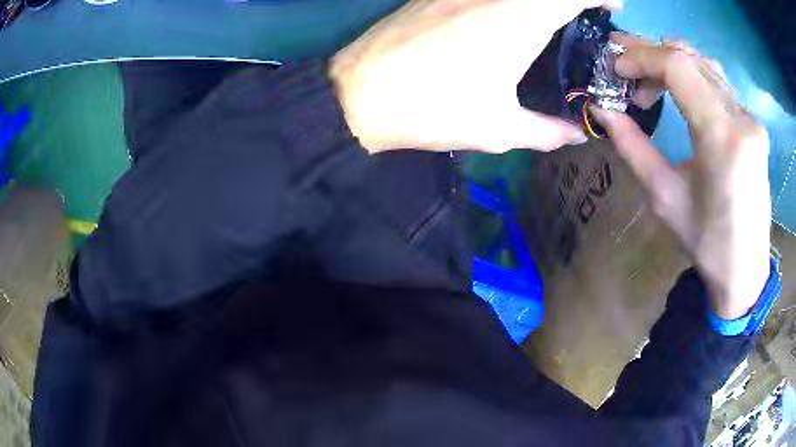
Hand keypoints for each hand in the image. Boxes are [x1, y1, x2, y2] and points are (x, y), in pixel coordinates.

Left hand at [329, 0, 621, 153]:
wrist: (357, 95)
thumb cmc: (430, 110)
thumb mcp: (497, 129)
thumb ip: (546, 131)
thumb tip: (576, 135)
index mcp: (515, 19)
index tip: (614, 5)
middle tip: (585, 15)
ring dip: (540, 0)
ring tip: (552, 18)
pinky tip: (509, 14)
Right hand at [590, 33, 770, 319]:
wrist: (745, 270)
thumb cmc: (706, 244)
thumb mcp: (665, 198)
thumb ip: (633, 147)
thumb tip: (601, 110)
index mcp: (722, 139)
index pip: (678, 67)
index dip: (641, 57)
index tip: (615, 68)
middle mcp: (742, 118)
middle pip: (690, 58)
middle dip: (651, 53)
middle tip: (622, 63)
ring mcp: (751, 119)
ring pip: (705, 64)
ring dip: (671, 62)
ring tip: (648, 78)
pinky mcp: (753, 124)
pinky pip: (718, 81)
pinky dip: (692, 75)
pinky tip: (678, 90)